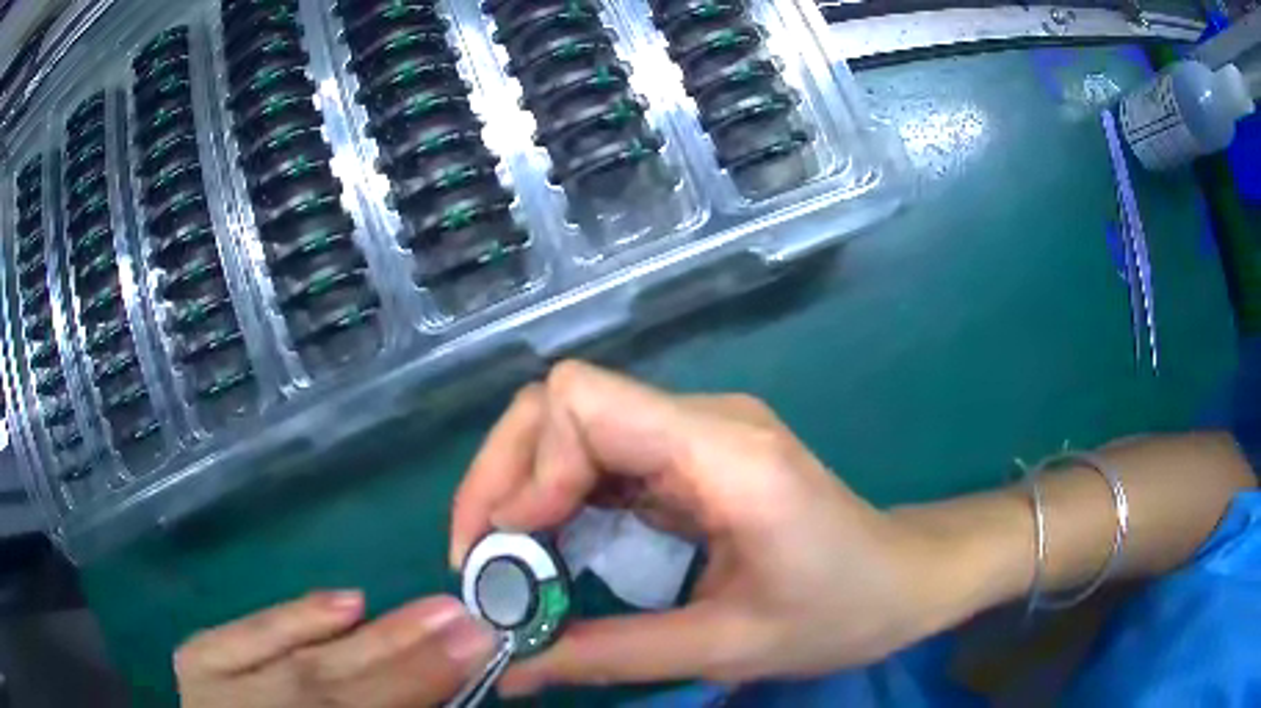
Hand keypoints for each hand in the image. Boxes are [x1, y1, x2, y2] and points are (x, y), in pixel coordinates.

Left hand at [175, 592, 494, 706]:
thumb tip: (446, 692)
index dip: (419, 682)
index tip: (478, 644)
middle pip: (329, 691)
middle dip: (403, 656)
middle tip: (461, 617)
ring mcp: (212, 695)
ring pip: (293, 663)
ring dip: (364, 639)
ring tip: (427, 611)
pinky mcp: (196, 667)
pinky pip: (242, 637)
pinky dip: (294, 618)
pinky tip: (346, 601)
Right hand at [450, 362, 1000, 695]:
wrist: (908, 578)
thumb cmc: (842, 612)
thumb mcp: (726, 649)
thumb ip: (609, 657)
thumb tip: (509, 670)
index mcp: (725, 453)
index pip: (584, 402)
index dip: (526, 469)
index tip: (506, 550)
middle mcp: (706, 421)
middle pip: (564, 404)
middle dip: (506, 477)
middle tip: (484, 560)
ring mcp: (700, 432)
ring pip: (574, 425)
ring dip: (525, 488)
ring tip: (510, 564)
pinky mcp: (696, 455)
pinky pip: (603, 455)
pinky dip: (560, 499)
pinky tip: (557, 551)